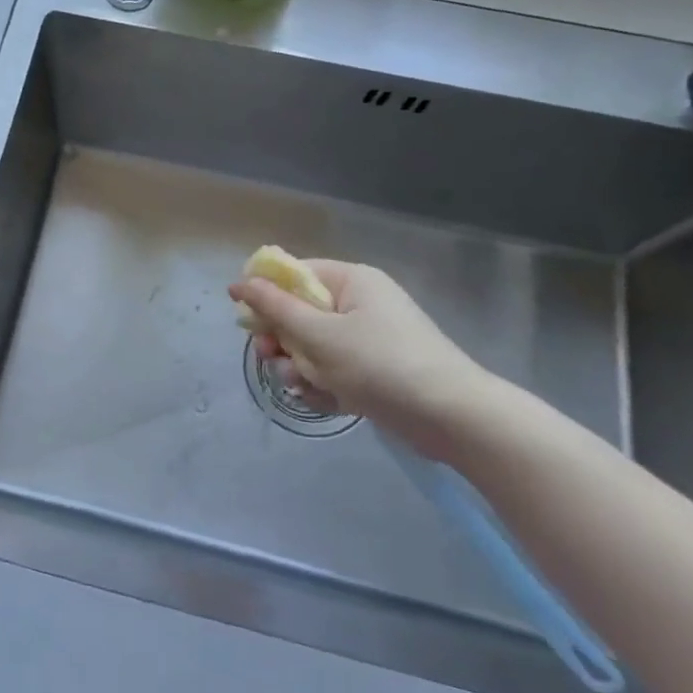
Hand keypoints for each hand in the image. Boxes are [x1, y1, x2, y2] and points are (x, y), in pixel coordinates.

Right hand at [229, 259, 513, 464]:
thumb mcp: (319, 335)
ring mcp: (368, 339)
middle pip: (299, 314)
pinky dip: (324, 386)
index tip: (246, 321)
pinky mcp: (374, 372)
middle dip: (282, 341)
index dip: (266, 294)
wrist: (453, 418)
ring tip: (305, 386)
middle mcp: (359, 304)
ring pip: (312, 347)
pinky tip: (327, 402)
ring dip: (300, 368)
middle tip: (272, 358)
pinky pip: (333, 371)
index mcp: (350, 281)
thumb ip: (276, 308)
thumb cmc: (380, 364)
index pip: (295, 274)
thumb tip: (239, 282)